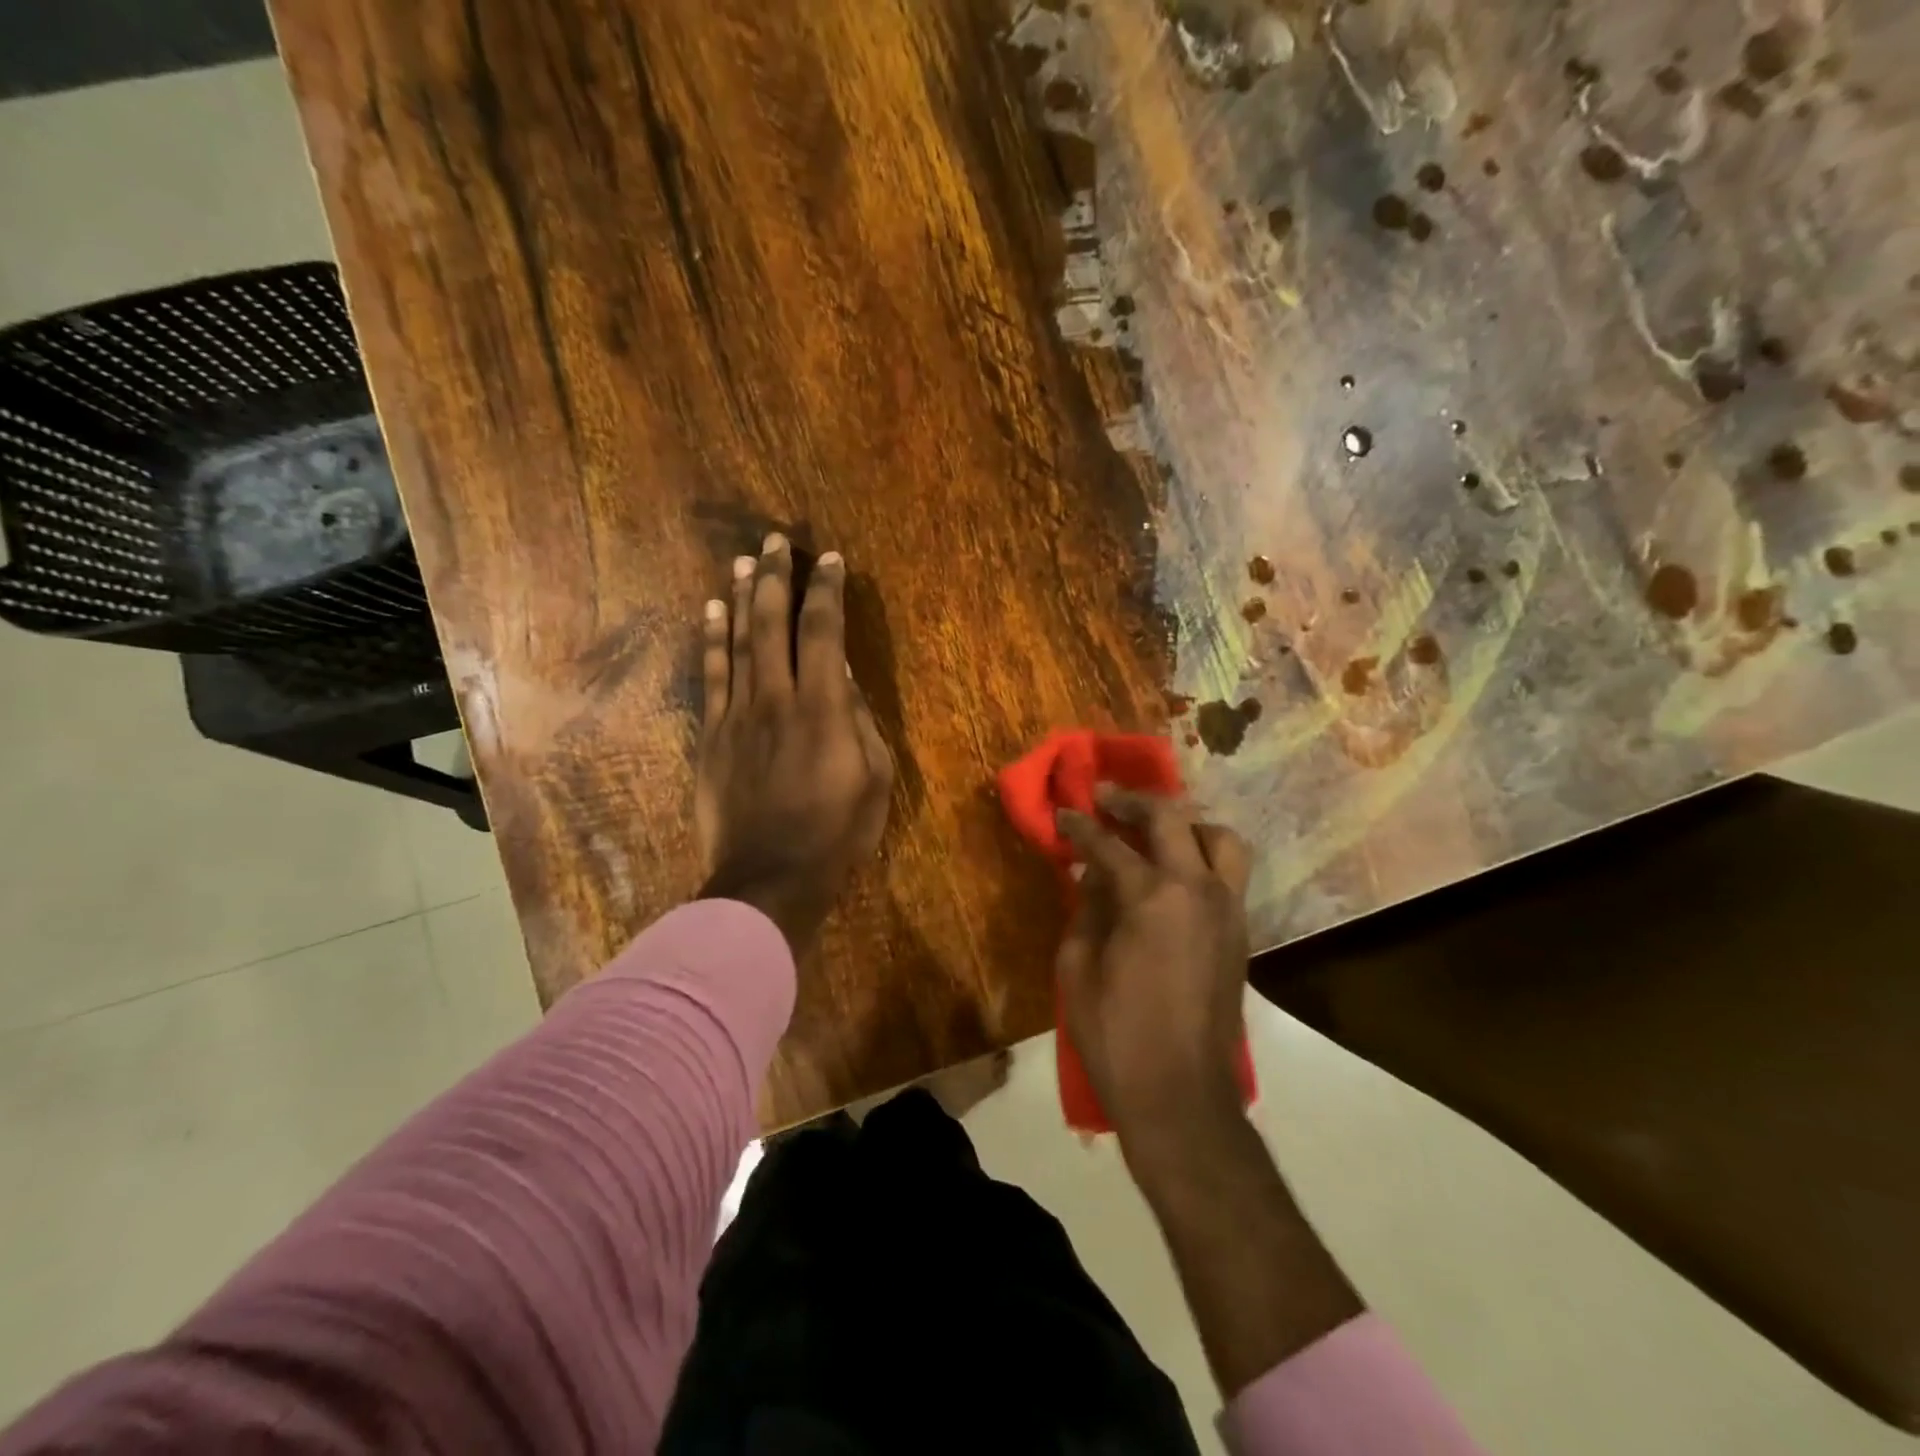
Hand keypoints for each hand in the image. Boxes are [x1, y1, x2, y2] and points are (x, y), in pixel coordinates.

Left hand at [696, 533, 893, 953]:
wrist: (769, 878)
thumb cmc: (836, 832)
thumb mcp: (874, 779)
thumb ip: (860, 721)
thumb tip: (842, 678)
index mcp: (823, 709)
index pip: (823, 632)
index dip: (826, 591)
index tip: (828, 559)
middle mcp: (776, 698)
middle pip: (772, 623)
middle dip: (775, 577)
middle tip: (775, 540)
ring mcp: (737, 715)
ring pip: (737, 642)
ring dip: (739, 597)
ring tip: (742, 560)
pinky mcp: (712, 736)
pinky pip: (710, 677)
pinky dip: (710, 641)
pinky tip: (709, 611)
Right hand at [1055, 789, 1251, 1149]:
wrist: (1180, 1094)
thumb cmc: (1116, 1034)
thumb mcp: (1078, 967)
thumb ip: (1087, 910)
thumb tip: (1094, 876)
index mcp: (1152, 897)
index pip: (1109, 845)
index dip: (1081, 826)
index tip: (1064, 813)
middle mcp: (1198, 890)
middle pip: (1173, 820)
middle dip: (1135, 802)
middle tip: (1108, 799)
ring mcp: (1228, 910)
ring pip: (1221, 839)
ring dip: (1186, 824)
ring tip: (1156, 832)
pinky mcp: (1241, 932)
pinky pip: (1228, 874)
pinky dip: (1202, 857)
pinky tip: (1173, 873)